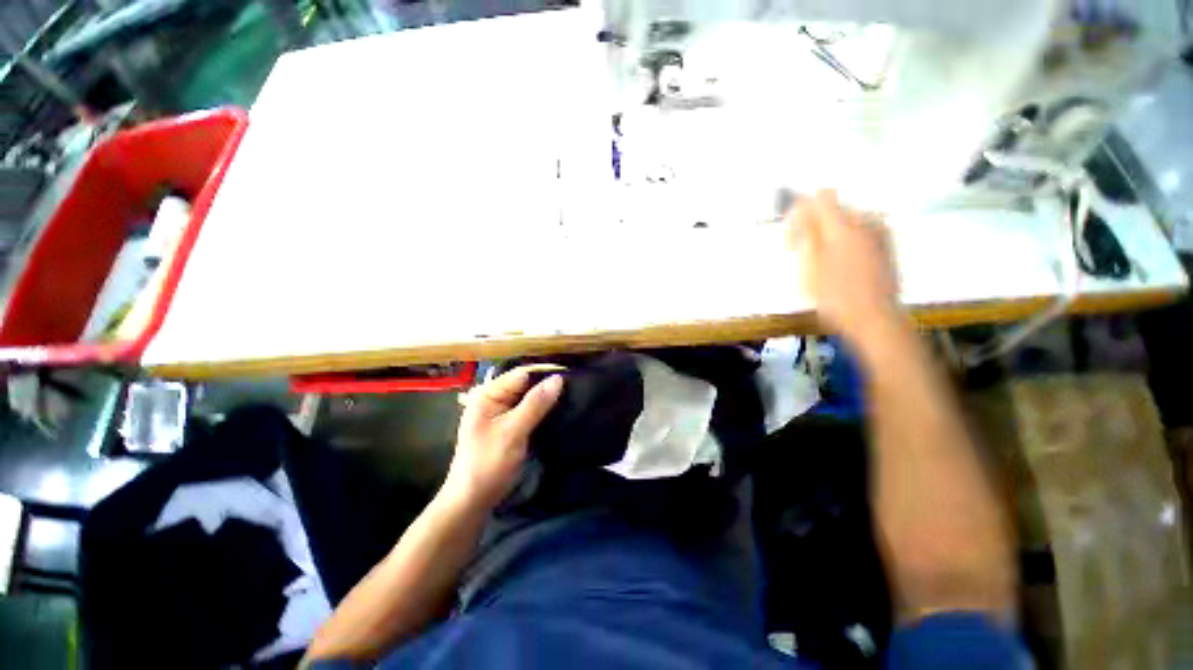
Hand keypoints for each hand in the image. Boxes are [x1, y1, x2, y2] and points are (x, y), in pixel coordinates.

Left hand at [443, 366, 563, 510]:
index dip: (545, 372)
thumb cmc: (489, 463)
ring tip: (574, 395)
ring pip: (529, 397)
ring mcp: (502, 412)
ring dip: (547, 397)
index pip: (521, 374)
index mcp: (488, 394)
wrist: (473, 501)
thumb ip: (535, 404)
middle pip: (526, 384)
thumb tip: (558, 378)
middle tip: (577, 385)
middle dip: (548, 384)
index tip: (572, 373)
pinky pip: (529, 410)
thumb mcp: (513, 431)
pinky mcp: (510, 425)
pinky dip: (543, 409)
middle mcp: (494, 398)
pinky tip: (560, 409)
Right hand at [788, 190, 900, 350]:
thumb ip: (806, 235)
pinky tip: (843, 263)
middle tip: (804, 252)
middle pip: (833, 208)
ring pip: (847, 220)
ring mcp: (880, 232)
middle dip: (815, 225)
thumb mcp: (809, 267)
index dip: (801, 211)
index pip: (819, 199)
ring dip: (830, 233)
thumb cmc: (834, 297)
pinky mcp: (887, 244)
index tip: (793, 233)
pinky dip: (847, 239)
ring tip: (823, 260)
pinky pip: (861, 230)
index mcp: (841, 226)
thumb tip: (802, 210)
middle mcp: (864, 221)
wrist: (875, 319)